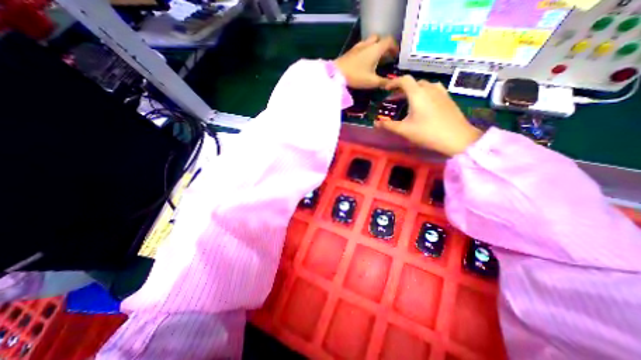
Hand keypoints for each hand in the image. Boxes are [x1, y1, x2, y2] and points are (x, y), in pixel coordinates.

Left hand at [333, 34, 399, 88]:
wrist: (336, 73)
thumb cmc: (356, 76)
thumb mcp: (372, 81)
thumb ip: (383, 82)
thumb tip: (392, 84)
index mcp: (376, 48)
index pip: (389, 41)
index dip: (394, 47)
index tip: (396, 55)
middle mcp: (368, 44)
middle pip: (380, 39)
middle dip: (385, 46)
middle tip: (387, 57)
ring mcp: (358, 46)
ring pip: (371, 42)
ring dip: (376, 48)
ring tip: (376, 59)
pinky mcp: (351, 51)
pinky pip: (363, 46)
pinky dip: (367, 51)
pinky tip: (365, 61)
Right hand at [377, 74, 479, 155]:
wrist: (457, 138)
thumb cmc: (427, 133)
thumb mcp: (404, 130)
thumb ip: (388, 125)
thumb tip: (375, 123)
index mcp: (417, 93)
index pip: (404, 80)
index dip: (393, 82)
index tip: (385, 89)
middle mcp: (430, 88)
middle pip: (413, 83)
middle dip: (401, 89)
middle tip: (393, 99)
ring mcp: (441, 92)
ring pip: (424, 86)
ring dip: (413, 90)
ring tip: (407, 100)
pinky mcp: (448, 98)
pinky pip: (433, 90)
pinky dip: (423, 93)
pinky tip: (423, 103)